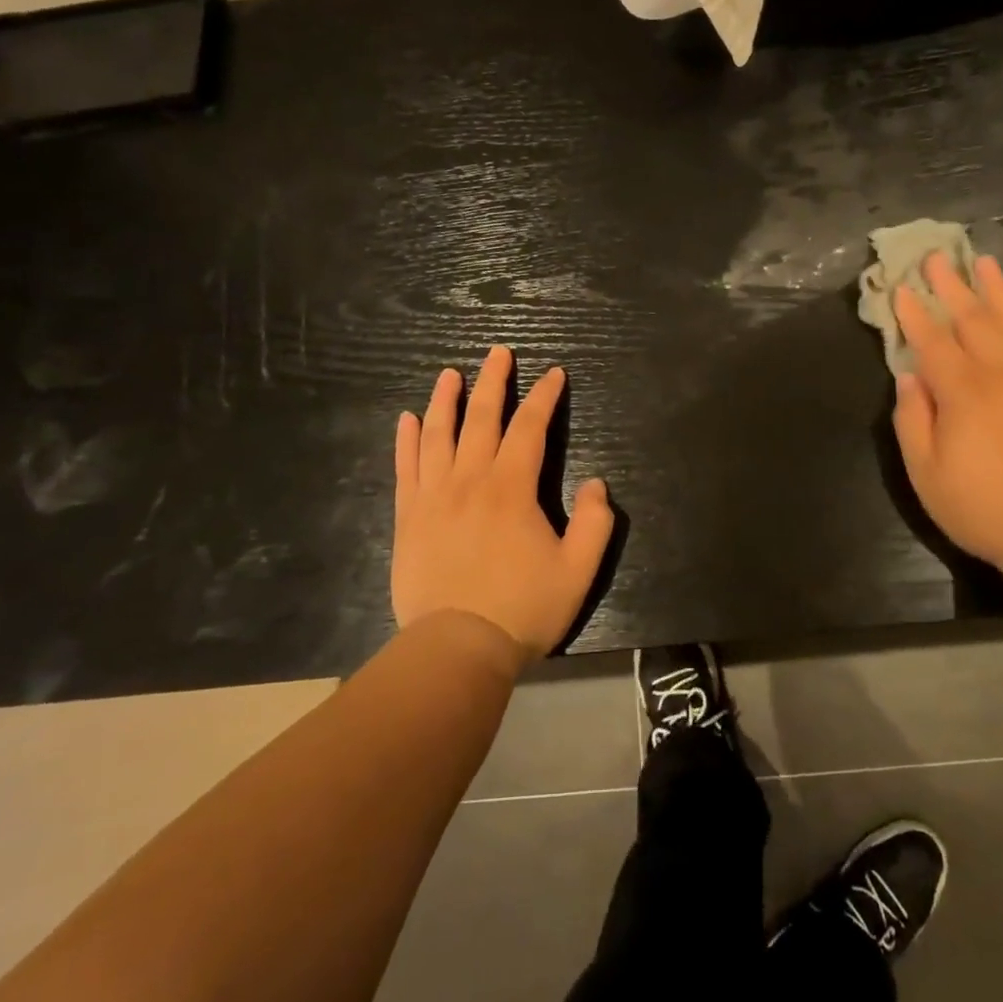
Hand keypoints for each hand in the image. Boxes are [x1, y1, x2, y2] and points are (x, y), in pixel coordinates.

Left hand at [392, 346, 614, 660]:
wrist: (456, 649)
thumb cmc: (522, 609)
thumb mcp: (578, 570)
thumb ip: (595, 522)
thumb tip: (596, 483)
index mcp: (511, 488)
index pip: (530, 428)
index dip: (544, 397)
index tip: (554, 374)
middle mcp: (470, 479)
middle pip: (481, 417)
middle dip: (493, 381)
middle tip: (499, 352)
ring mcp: (434, 496)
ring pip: (437, 434)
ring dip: (445, 400)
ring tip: (450, 374)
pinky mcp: (409, 517)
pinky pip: (405, 468)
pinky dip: (406, 440)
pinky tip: (407, 419)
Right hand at [891, 252, 1002, 572]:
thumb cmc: (985, 508)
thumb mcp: (927, 474)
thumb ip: (913, 420)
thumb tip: (910, 377)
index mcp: (963, 393)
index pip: (932, 342)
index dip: (913, 314)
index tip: (899, 288)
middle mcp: (1002, 374)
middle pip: (972, 319)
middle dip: (950, 286)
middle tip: (935, 257)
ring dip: (994, 289)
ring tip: (980, 261)